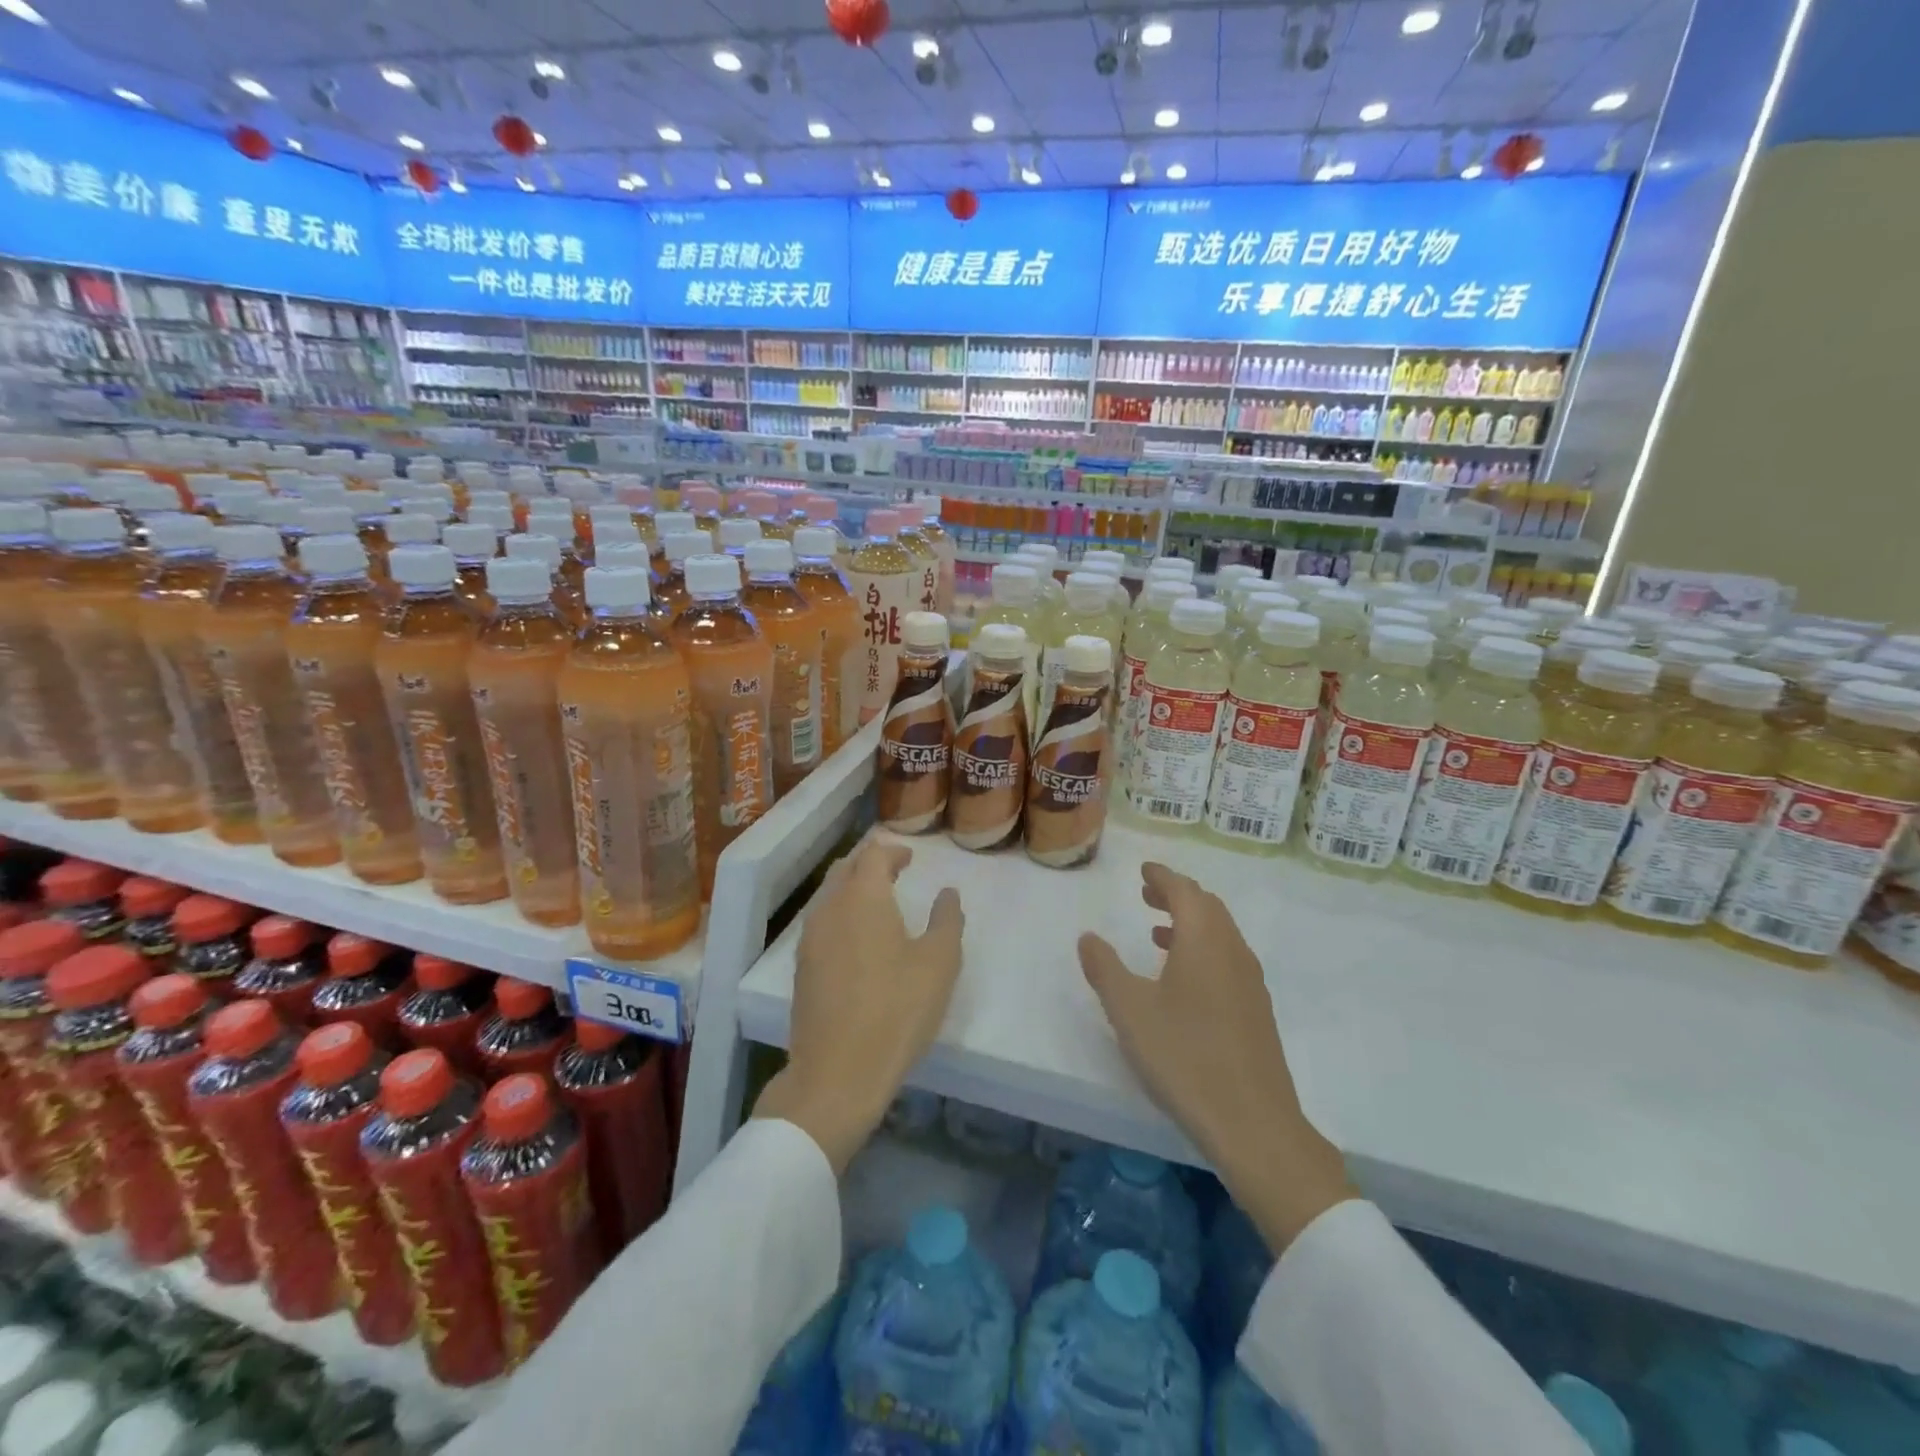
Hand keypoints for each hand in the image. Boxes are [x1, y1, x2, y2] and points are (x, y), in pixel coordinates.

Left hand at [754, 840, 963, 1173]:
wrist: (837, 1073)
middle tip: (895, 871)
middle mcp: (830, 908)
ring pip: (830, 895)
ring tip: (879, 903)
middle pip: (846, 869)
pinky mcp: (802, 967)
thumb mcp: (939, 963)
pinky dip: (841, 914)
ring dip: (853, 888)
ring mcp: (810, 938)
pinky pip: (822, 922)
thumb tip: (947, 892)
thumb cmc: (896, 1010)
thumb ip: (946, 920)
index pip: (873, 854)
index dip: (893, 850)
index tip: (911, 858)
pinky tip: (858, 939)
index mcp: (863, 897)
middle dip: (870, 863)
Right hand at [1078, 862, 1352, 1254]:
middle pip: (1207, 907)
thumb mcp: (1129, 1010)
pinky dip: (1204, 950)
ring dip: (1190, 923)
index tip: (1144, 870)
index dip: (1162, 876)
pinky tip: (1184, 981)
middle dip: (1176, 895)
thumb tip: (1088, 937)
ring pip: (1221, 934)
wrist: (1253, 1123)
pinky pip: (1228, 959)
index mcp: (1204, 940)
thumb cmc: (1184, 1056)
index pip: (1184, 890)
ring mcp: (1250, 982)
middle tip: (1147, 895)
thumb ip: (1105, 969)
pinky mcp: (1257, 1012)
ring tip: (1158, 934)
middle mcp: (1233, 951)